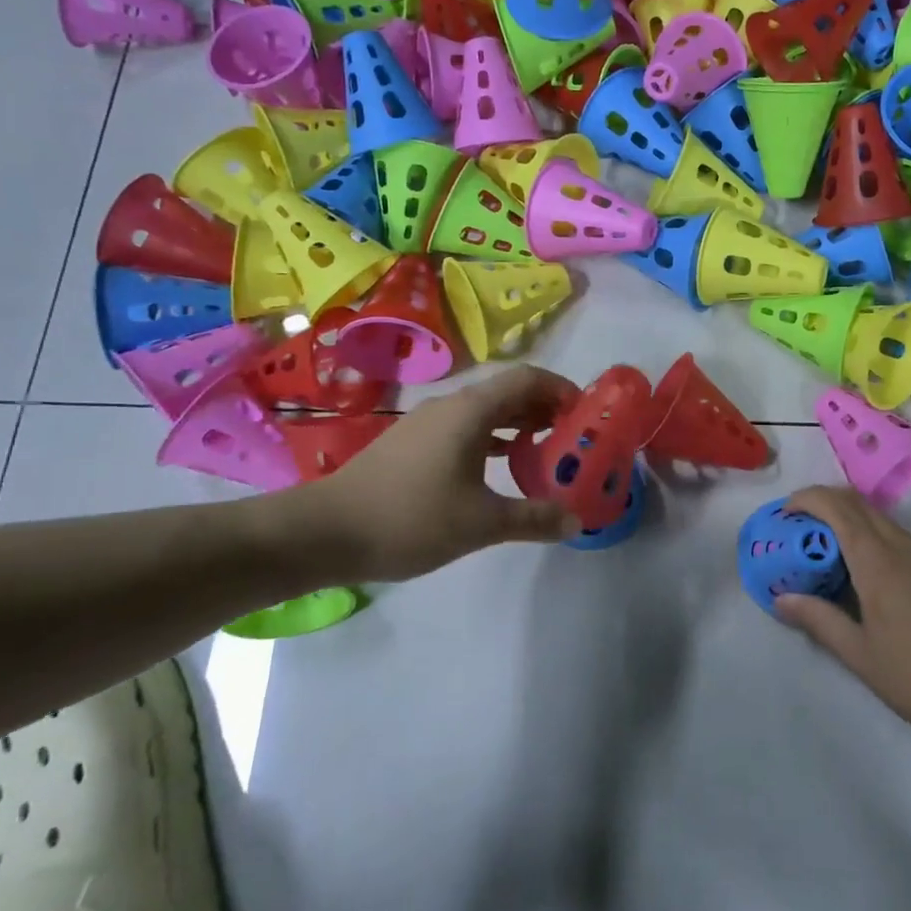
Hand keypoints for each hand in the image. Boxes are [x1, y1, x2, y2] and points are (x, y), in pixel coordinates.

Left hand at [275, 366, 584, 582]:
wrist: (324, 531)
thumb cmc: (410, 518)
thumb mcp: (481, 523)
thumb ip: (533, 518)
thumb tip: (575, 521)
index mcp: (471, 410)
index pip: (528, 378)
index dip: (562, 389)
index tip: (586, 414)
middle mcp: (450, 406)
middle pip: (508, 391)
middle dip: (545, 408)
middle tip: (573, 437)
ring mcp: (426, 423)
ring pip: (485, 411)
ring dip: (518, 424)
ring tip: (545, 451)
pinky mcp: (411, 444)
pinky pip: (465, 428)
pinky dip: (492, 438)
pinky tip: (500, 466)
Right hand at [776, 487, 910, 748]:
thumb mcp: (860, 655)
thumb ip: (819, 619)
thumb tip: (782, 599)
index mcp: (881, 562)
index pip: (838, 508)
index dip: (807, 499)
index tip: (784, 513)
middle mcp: (906, 548)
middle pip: (859, 503)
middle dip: (824, 503)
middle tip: (797, 528)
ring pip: (881, 519)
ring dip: (848, 521)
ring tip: (824, 552)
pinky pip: (898, 538)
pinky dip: (871, 538)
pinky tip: (863, 575)